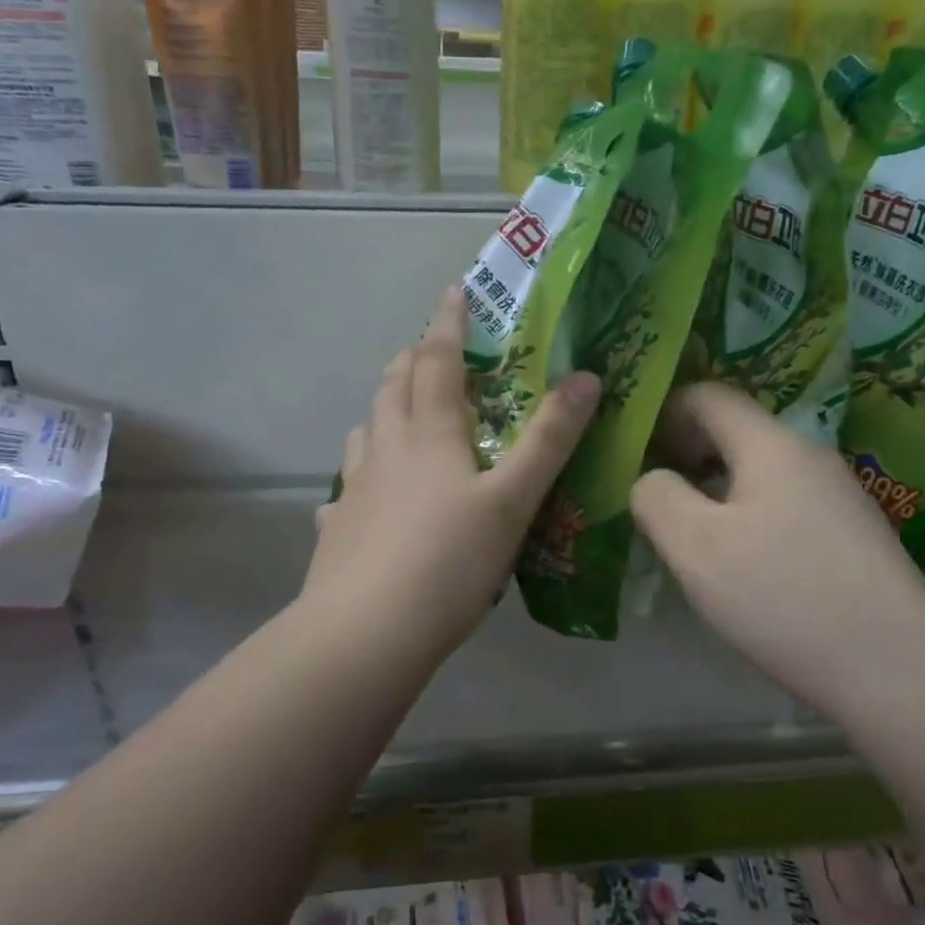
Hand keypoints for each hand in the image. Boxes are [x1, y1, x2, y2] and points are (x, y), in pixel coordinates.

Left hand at [303, 287, 600, 664]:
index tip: (455, 292)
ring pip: (367, 429)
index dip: (448, 324)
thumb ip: (550, 440)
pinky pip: (347, 485)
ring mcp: (354, 487)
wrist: (365, 632)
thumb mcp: (513, 500)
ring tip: (401, 411)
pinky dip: (361, 474)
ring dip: (385, 407)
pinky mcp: (337, 526)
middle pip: (394, 386)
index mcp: (428, 433)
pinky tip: (364, 496)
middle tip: (430, 349)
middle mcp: (386, 448)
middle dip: (413, 358)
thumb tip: (587, 377)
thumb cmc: (448, 561)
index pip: (438, 361)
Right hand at [630, 383, 924, 715]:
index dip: (665, 412)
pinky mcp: (852, 536)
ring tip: (689, 534)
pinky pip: (785, 506)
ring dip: (717, 490)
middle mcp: (810, 457)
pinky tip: (742, 565)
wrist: (897, 667)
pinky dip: (750, 517)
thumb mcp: (696, 547)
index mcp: (771, 445)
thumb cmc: (784, 596)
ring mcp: (839, 497)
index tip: (636, 452)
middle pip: (736, 433)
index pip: (708, 396)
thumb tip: (652, 479)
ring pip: (761, 473)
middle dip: (687, 454)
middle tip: (653, 496)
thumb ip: (657, 498)